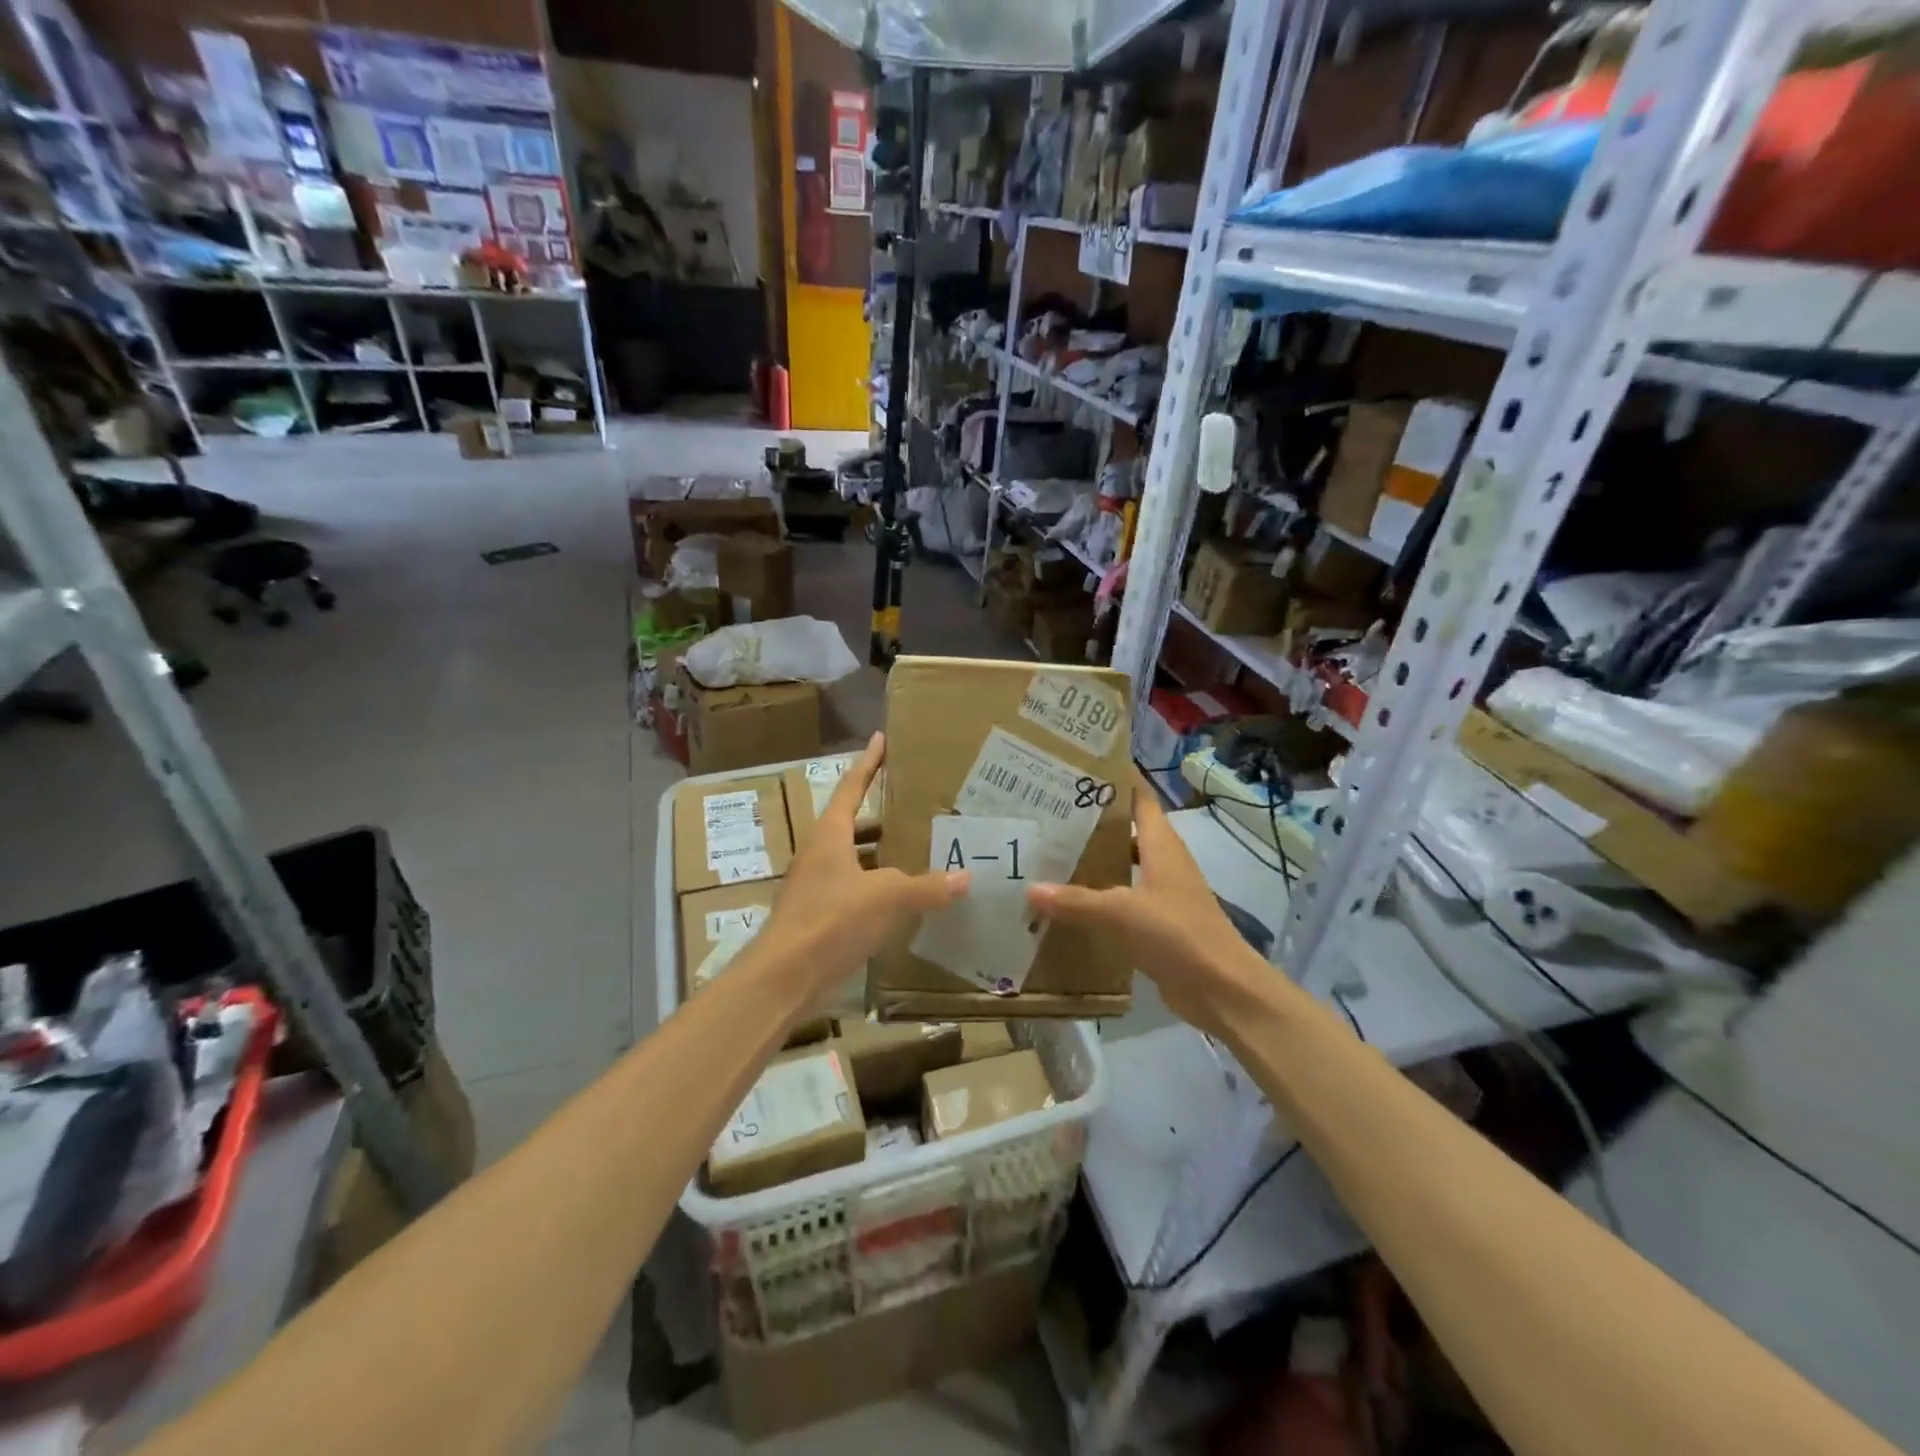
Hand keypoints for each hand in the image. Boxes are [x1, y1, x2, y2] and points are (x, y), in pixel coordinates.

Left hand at [759, 732, 968, 1003]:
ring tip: (917, 848)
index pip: (851, 787)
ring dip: (880, 852)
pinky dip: (877, 886)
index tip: (881, 739)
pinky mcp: (820, 915)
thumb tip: (966, 876)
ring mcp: (816, 885)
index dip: (868, 763)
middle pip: (852, 823)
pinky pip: (854, 888)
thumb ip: (926, 886)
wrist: (784, 977)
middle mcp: (819, 853)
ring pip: (854, 858)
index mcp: (829, 834)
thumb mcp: (886, 896)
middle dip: (881, 813)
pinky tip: (902, 898)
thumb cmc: (831, 920)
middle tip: (916, 803)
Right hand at [1027, 771, 1264, 1039]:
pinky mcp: (1158, 925)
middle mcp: (1164, 862)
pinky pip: (1122, 902)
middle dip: (1093, 822)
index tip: (1081, 767)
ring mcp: (1163, 895)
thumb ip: (1076, 901)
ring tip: (1051, 854)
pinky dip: (1099, 898)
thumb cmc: (1178, 934)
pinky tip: (1068, 904)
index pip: (1140, 799)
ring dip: (1095, 861)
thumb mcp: (1123, 913)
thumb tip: (1031, 889)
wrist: (1223, 990)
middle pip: (1127, 831)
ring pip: (1123, 867)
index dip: (1117, 780)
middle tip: (1049, 813)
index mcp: (1162, 845)